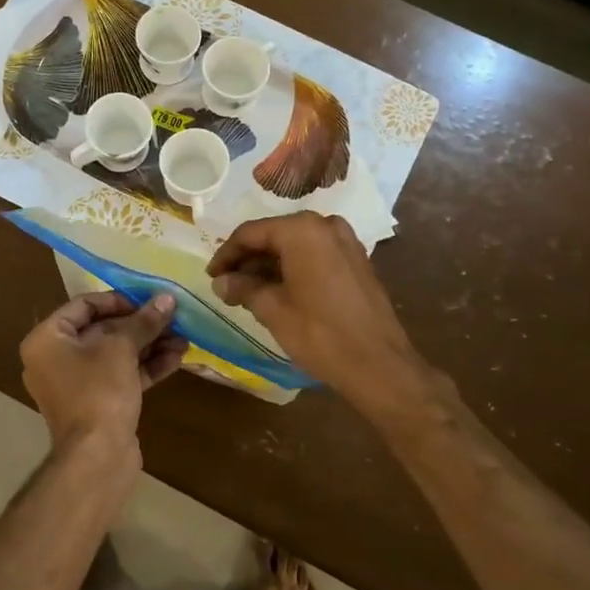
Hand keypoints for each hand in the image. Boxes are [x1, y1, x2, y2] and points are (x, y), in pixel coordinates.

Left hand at [19, 292, 187, 455]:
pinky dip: (146, 367)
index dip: (118, 300)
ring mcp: (77, 384)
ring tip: (183, 337)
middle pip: (102, 330)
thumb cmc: (99, 391)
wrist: (97, 458)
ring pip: (116, 355)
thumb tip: (167, 299)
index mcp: (47, 339)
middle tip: (172, 317)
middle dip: (140, 325)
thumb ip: (144, 321)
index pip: (83, 305)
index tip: (148, 300)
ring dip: (149, 345)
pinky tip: (177, 358)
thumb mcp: (122, 348)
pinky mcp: (98, 404)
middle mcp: (56, 359)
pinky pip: (121, 376)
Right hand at [206, 213, 421, 403]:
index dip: (226, 254)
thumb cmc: (320, 334)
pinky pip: (315, 254)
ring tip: (247, 290)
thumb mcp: (272, 310)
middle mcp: (325, 225)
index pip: (251, 233)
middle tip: (226, 284)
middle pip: (274, 235)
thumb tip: (220, 281)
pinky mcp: (357, 260)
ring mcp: (346, 241)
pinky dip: (293, 267)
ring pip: (295, 245)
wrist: (379, 365)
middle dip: (248, 258)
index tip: (210, 276)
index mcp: (301, 230)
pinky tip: (278, 290)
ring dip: (269, 264)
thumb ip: (243, 288)